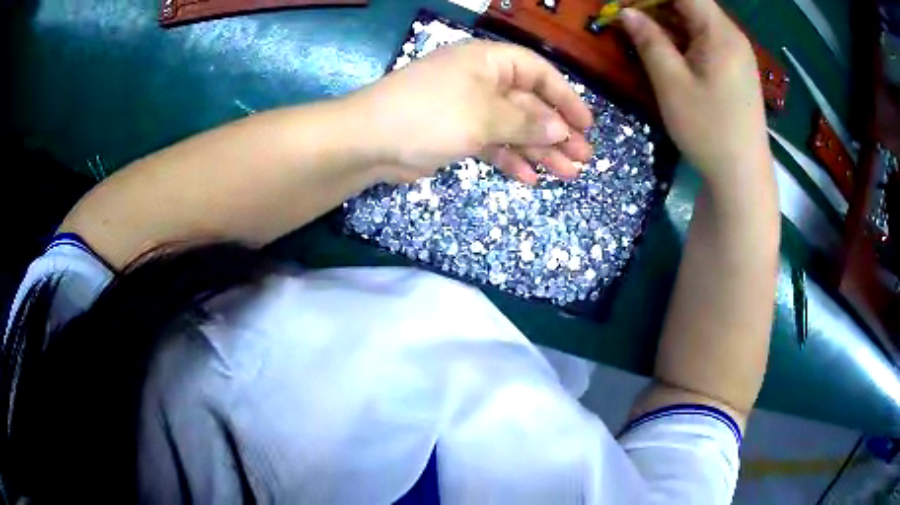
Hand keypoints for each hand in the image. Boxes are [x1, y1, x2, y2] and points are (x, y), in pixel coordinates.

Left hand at [350, 40, 593, 184]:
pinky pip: (493, 144)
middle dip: (557, 132)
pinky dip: (510, 159)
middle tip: (583, 158)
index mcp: (489, 62)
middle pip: (530, 105)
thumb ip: (525, 124)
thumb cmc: (431, 115)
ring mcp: (469, 109)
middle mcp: (482, 81)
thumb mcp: (484, 117)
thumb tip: (560, 130)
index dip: (566, 98)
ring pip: (514, 128)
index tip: (586, 125)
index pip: (539, 73)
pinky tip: (530, 178)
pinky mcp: (457, 134)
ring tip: (567, 174)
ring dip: (539, 150)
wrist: (370, 141)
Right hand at [620, 0, 770, 181]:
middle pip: (691, 4)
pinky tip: (667, 52)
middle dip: (656, 5)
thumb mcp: (672, 84)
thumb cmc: (709, 130)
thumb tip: (627, 12)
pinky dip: (683, 39)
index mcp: (720, 33)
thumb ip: (649, 41)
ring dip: (668, 22)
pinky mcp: (735, 70)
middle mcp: (732, 36)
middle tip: (629, 20)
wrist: (743, 177)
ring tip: (642, 35)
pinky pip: (706, 41)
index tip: (627, 6)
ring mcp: (736, 54)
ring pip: (697, 22)